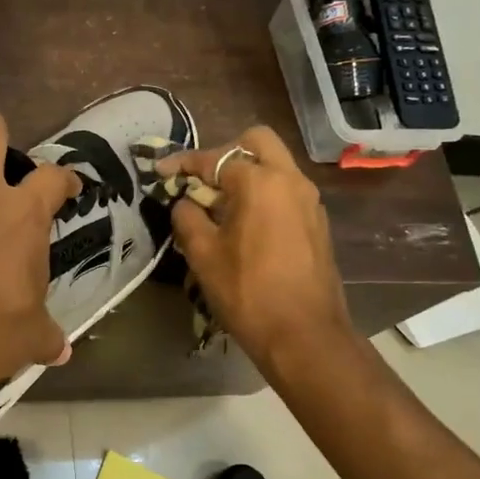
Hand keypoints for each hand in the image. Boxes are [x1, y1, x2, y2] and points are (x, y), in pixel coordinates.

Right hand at [157, 126, 351, 370]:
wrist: (304, 335)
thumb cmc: (248, 292)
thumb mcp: (203, 255)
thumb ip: (188, 218)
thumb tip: (185, 202)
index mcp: (260, 182)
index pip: (215, 159)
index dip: (183, 163)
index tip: (161, 171)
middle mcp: (290, 180)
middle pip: (256, 143)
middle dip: (225, 154)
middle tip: (203, 181)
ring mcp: (310, 201)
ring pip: (276, 166)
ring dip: (247, 174)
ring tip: (220, 206)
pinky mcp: (317, 223)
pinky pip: (287, 191)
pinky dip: (264, 194)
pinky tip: (246, 225)